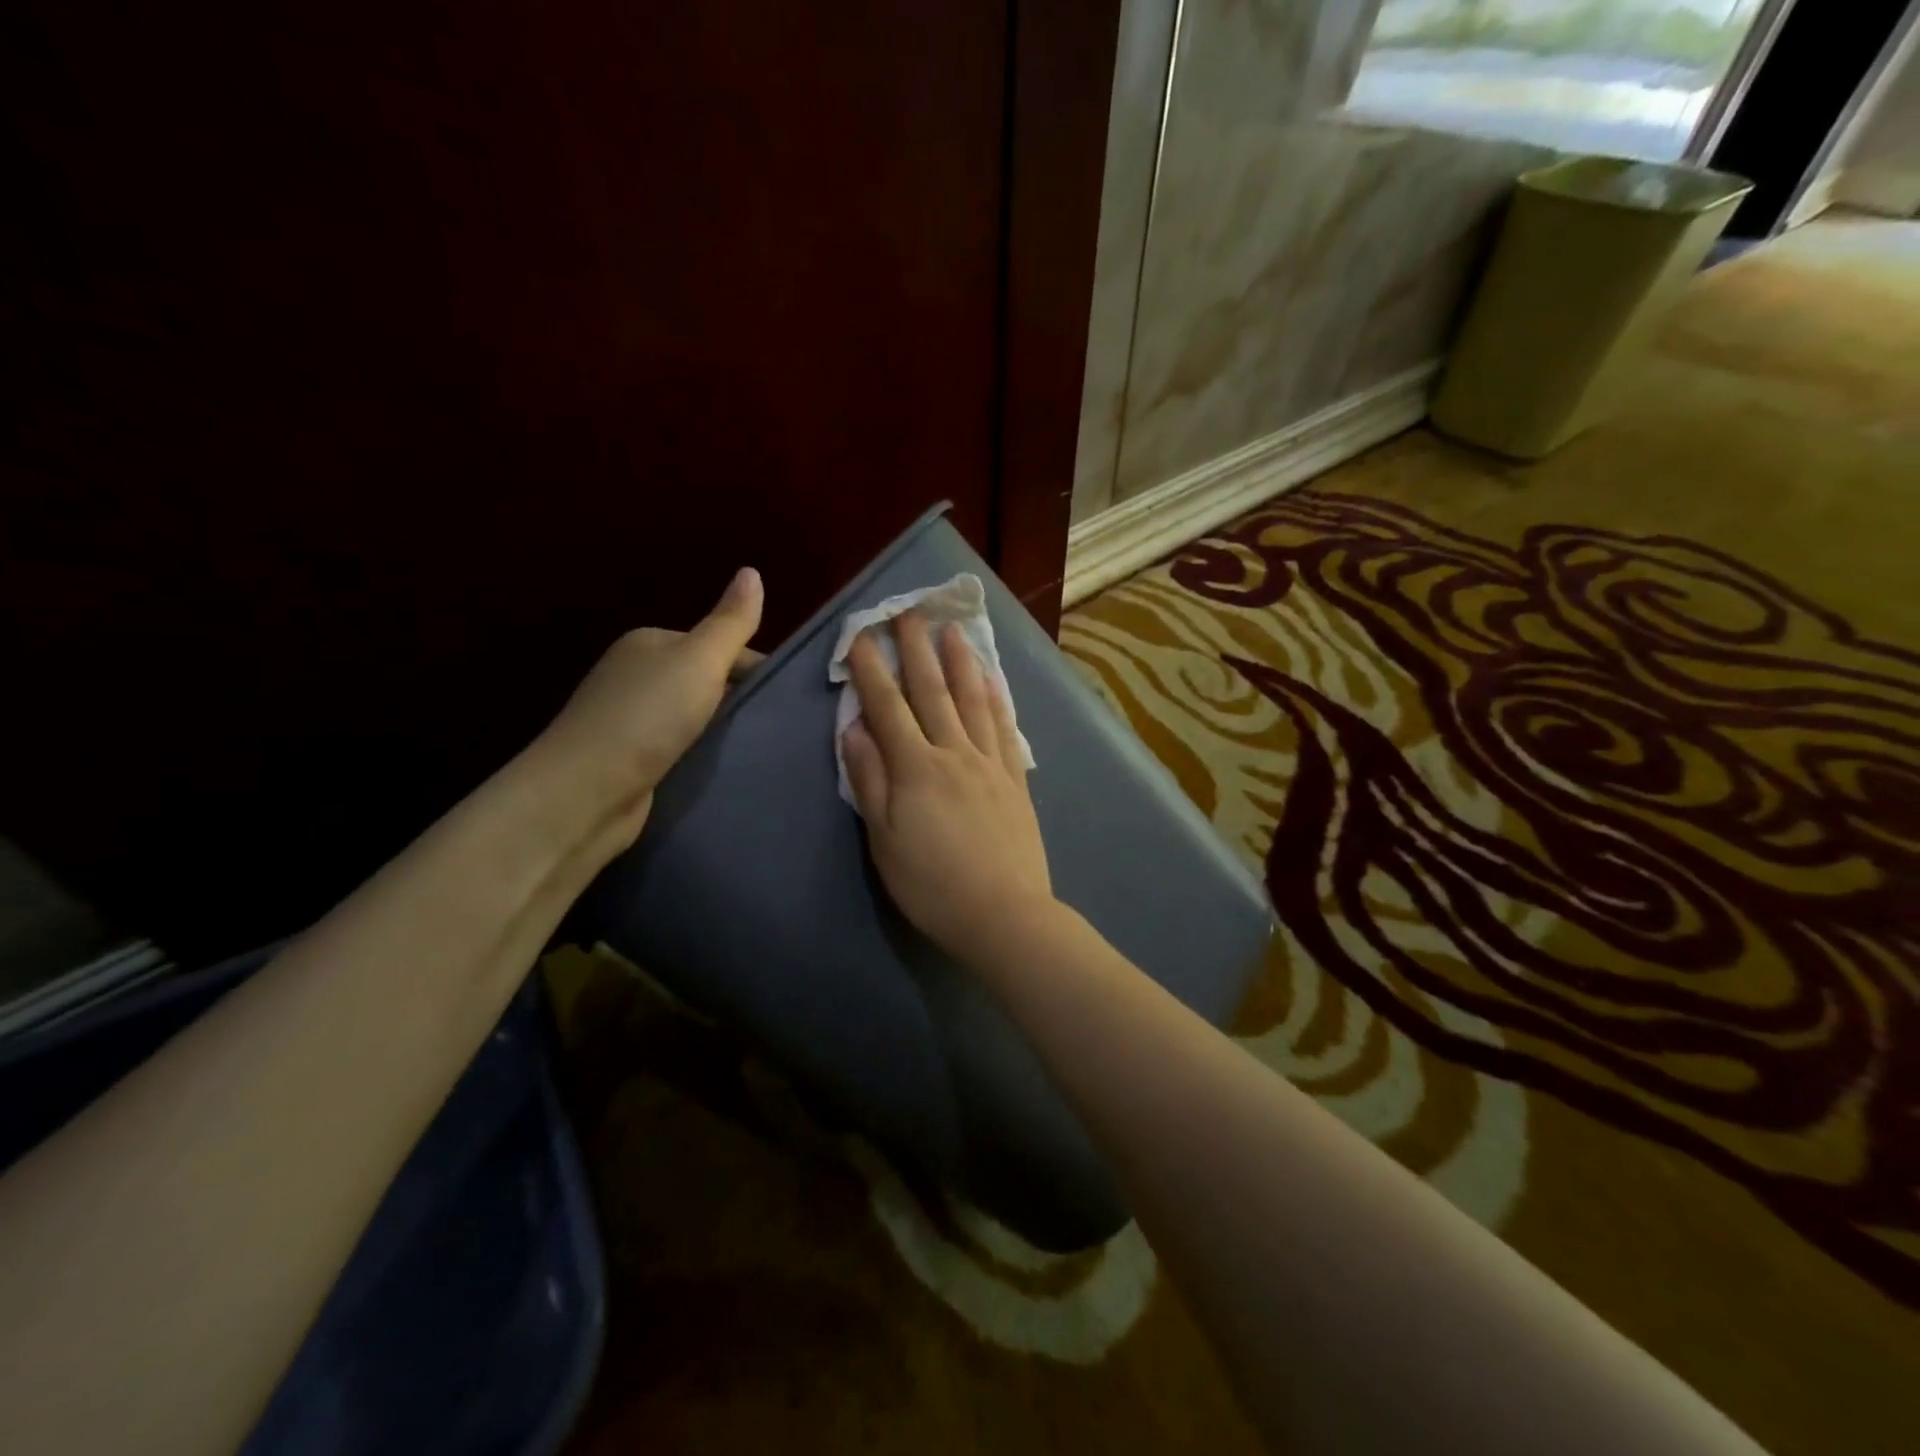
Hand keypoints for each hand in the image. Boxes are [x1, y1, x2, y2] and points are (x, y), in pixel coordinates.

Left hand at [536, 566, 763, 841]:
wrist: (586, 792)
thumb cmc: (647, 717)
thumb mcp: (699, 660)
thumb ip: (731, 622)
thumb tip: (752, 571)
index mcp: (652, 643)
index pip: (720, 646)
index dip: (757, 668)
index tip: (790, 698)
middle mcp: (639, 675)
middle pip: (710, 682)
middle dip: (743, 702)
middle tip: (782, 726)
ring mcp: (633, 719)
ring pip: (698, 718)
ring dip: (725, 732)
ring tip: (764, 749)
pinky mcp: (634, 759)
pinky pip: (684, 748)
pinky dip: (705, 755)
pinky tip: (728, 768)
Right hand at [841, 610, 1057, 966]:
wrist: (1003, 914)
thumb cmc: (932, 884)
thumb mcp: (884, 840)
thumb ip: (869, 780)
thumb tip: (854, 730)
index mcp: (916, 768)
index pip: (888, 707)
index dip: (871, 669)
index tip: (860, 635)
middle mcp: (954, 753)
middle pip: (932, 691)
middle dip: (915, 649)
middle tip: (908, 611)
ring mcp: (990, 763)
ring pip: (973, 700)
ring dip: (960, 662)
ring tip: (952, 630)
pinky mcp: (1015, 779)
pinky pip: (1005, 728)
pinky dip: (998, 699)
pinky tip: (994, 680)